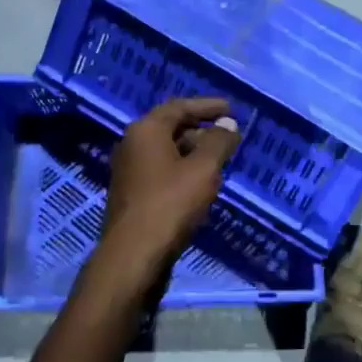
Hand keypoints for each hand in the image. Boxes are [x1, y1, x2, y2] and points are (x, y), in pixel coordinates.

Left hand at [99, 98, 239, 280]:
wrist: (133, 256)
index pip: (180, 106)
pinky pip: (161, 170)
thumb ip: (219, 142)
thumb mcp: (203, 169)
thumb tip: (228, 124)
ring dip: (193, 152)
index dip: (208, 106)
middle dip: (202, 130)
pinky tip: (200, 185)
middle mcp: (132, 144)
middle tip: (228, 137)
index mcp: (146, 130)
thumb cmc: (170, 204)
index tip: (232, 109)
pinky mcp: (131, 194)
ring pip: (166, 151)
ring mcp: (129, 170)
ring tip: (219, 161)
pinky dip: (182, 170)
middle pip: (171, 127)